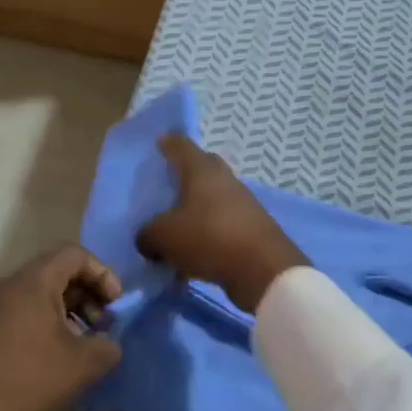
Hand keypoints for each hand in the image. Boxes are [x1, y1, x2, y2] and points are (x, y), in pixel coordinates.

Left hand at [0, 244, 121, 410]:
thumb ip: (108, 346)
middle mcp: (7, 284)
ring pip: (38, 294)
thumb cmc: (28, 381)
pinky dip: (44, 323)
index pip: (75, 254)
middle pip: (56, 272)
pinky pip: (21, 311)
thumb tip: (108, 342)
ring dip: (67, 312)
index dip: (103, 274)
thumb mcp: (83, 365)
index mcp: (32, 281)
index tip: (116, 306)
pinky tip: (54, 358)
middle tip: (102, 327)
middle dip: (87, 295)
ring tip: (81, 345)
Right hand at [136, 135, 307, 313]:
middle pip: (204, 167)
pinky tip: (196, 249)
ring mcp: (243, 203)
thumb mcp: (163, 237)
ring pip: (215, 197)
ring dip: (199, 207)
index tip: (160, 141)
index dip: (169, 143)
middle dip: (187, 172)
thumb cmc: (208, 238)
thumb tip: (148, 239)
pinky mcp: (253, 228)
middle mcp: (224, 180)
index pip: (182, 146)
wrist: (263, 268)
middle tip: (169, 184)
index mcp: (201, 171)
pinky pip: (224, 222)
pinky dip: (210, 230)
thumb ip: (148, 234)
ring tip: (178, 224)